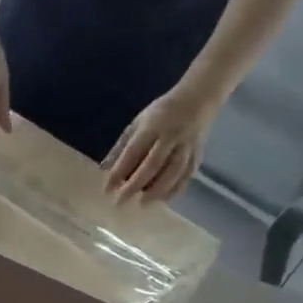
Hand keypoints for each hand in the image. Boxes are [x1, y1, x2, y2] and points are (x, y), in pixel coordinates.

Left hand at [102, 85, 221, 202]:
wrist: (198, 98)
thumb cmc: (161, 113)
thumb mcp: (138, 123)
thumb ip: (122, 146)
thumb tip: (104, 169)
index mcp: (152, 127)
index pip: (133, 152)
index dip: (119, 172)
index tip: (106, 189)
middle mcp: (171, 136)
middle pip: (153, 164)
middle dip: (136, 185)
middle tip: (120, 202)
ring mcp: (187, 145)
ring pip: (173, 171)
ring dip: (157, 190)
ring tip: (143, 203)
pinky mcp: (198, 153)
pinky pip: (188, 174)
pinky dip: (176, 188)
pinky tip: (164, 199)